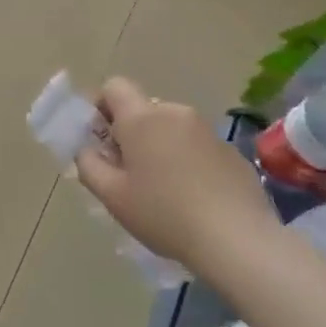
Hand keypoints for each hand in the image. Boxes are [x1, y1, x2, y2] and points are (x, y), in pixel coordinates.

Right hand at [75, 78, 277, 273]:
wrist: (237, 240)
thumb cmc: (163, 214)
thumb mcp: (111, 195)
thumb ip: (88, 164)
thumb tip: (87, 149)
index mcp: (141, 118)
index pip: (114, 86)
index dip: (101, 106)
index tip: (100, 138)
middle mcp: (175, 113)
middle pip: (143, 109)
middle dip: (130, 132)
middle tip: (127, 171)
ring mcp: (207, 131)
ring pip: (170, 128)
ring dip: (159, 146)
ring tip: (162, 187)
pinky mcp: (231, 152)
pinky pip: (196, 145)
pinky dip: (187, 160)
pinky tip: (192, 196)